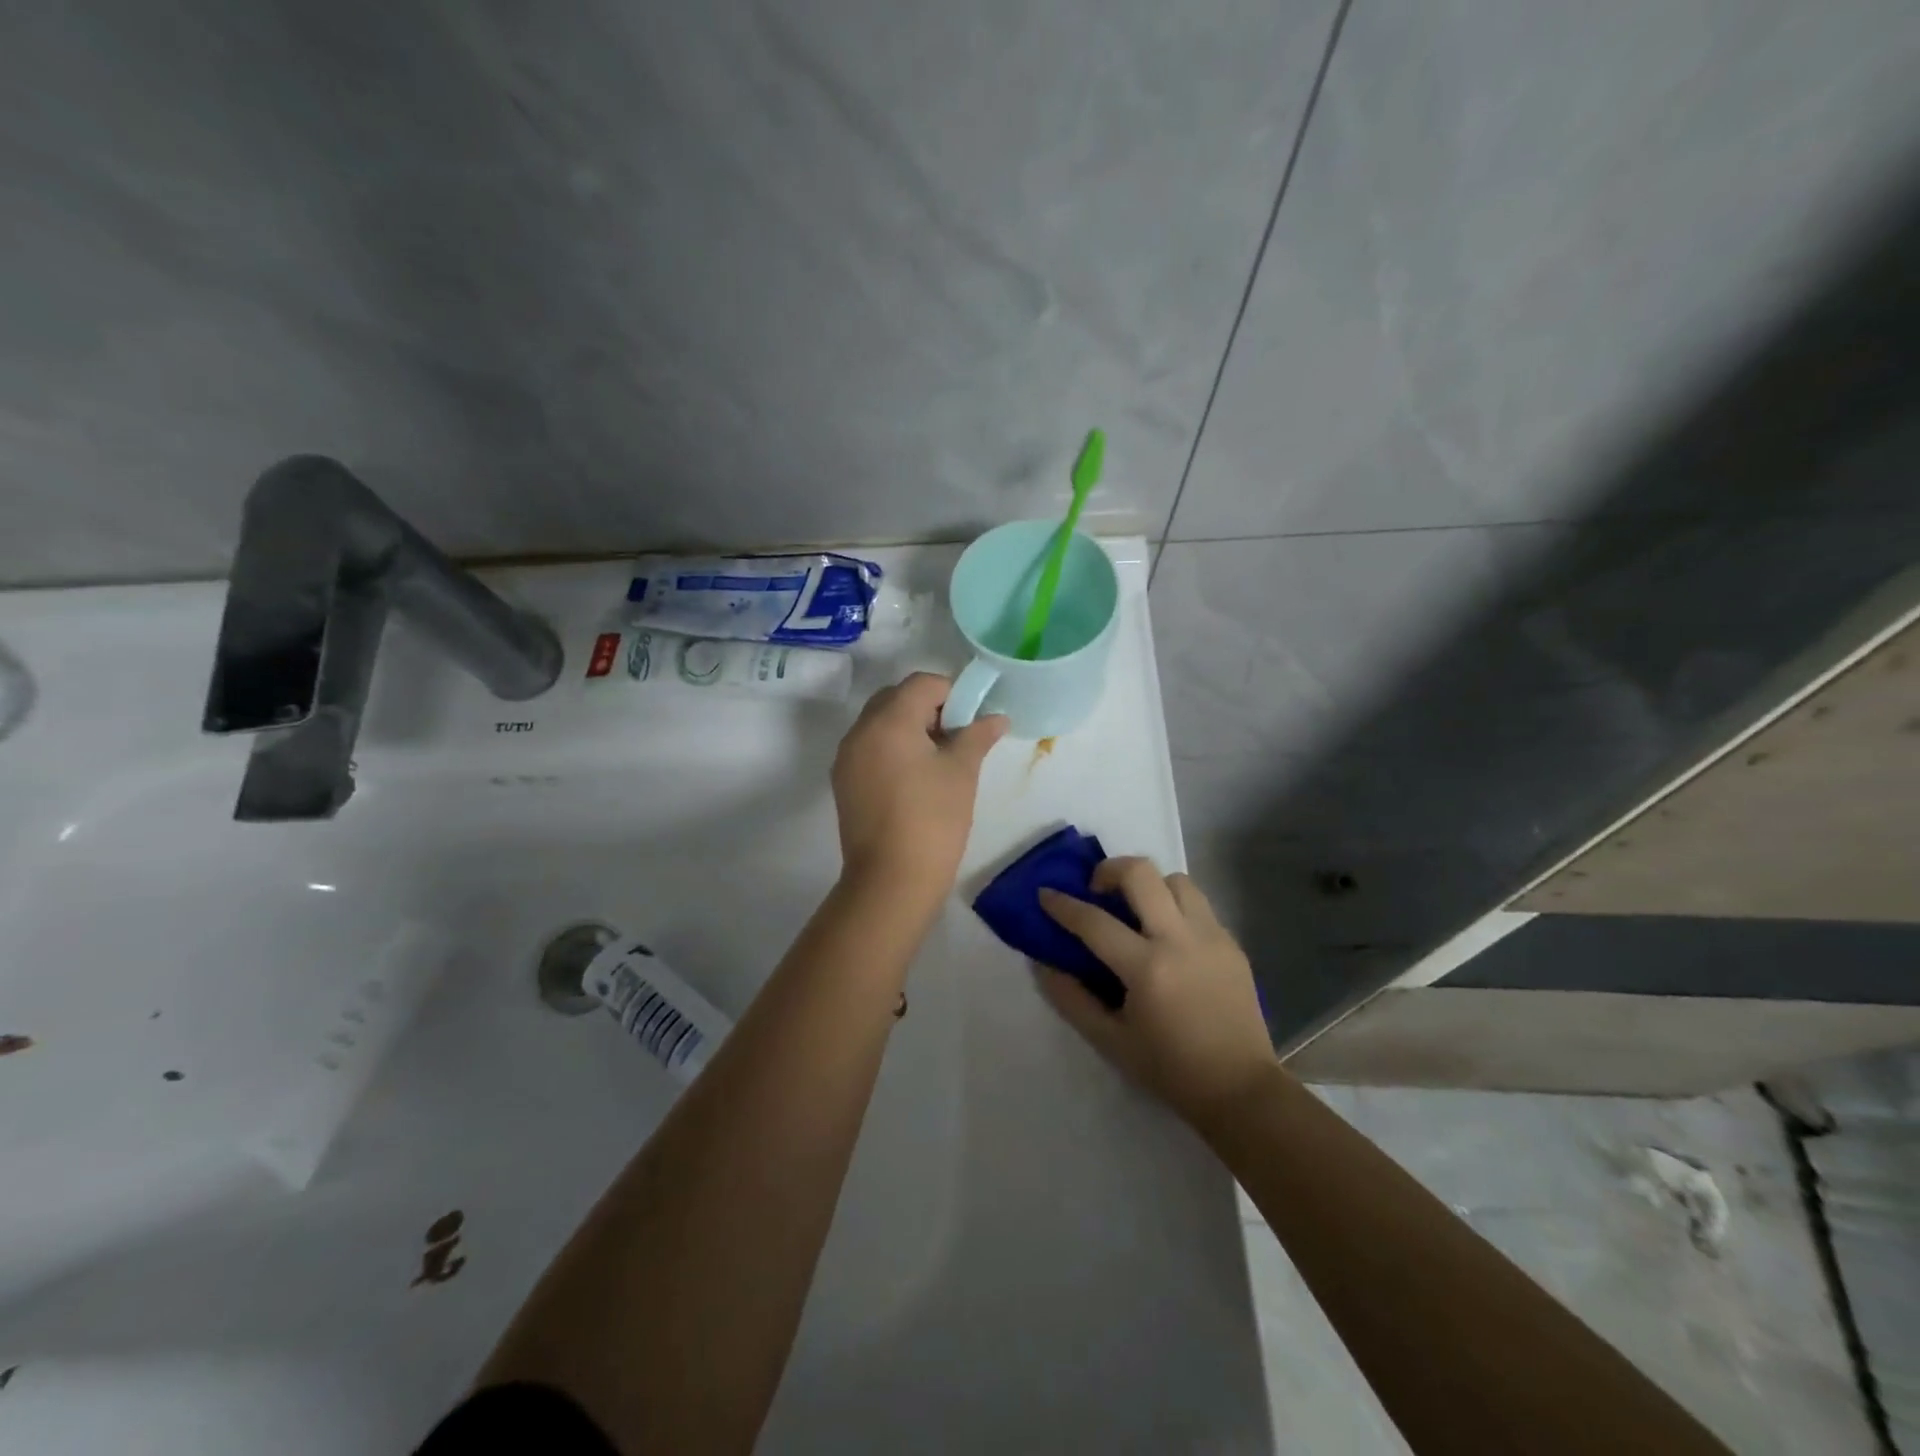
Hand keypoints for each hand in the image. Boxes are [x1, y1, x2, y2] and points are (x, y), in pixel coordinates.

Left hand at [832, 672, 1007, 905]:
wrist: (891, 880)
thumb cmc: (933, 820)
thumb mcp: (962, 772)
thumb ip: (977, 735)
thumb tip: (997, 717)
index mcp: (888, 721)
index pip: (922, 683)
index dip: (952, 693)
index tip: (971, 720)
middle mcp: (860, 731)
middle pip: (896, 698)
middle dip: (929, 707)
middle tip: (955, 737)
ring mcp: (847, 757)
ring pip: (880, 723)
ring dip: (909, 727)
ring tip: (938, 760)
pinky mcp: (844, 781)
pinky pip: (869, 747)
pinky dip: (892, 748)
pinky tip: (914, 778)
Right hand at [1038, 859, 1278, 1128]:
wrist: (1241, 1089)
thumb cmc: (1170, 1069)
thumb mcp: (1109, 1041)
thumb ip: (1071, 999)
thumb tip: (1043, 964)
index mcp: (1147, 968)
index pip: (1094, 921)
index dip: (1063, 904)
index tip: (1045, 894)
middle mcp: (1180, 940)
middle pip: (1141, 873)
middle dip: (1109, 870)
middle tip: (1097, 891)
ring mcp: (1212, 937)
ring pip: (1175, 879)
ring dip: (1149, 885)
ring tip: (1136, 911)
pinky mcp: (1231, 943)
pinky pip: (1198, 904)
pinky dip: (1174, 906)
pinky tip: (1167, 936)